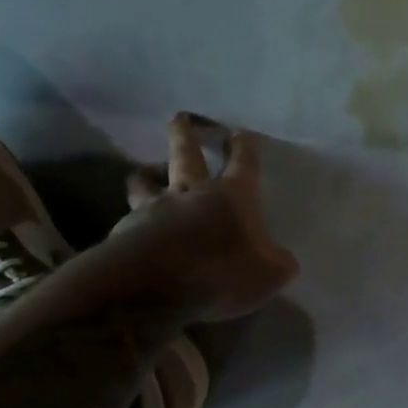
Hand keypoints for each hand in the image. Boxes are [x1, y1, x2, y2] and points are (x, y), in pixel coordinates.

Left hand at [99, 114, 298, 322]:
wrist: (149, 289)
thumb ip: (278, 263)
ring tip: (147, 171)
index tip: (241, 133)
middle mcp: (191, 192)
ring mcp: (154, 209)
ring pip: (145, 180)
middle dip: (185, 134)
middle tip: (180, 118)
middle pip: (185, 154)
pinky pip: (130, 217)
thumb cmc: (219, 273)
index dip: (244, 146)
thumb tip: (282, 260)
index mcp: (231, 195)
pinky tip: (138, 229)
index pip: (243, 161)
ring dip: (147, 172)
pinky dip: (134, 218)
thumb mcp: (268, 275)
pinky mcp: (125, 232)